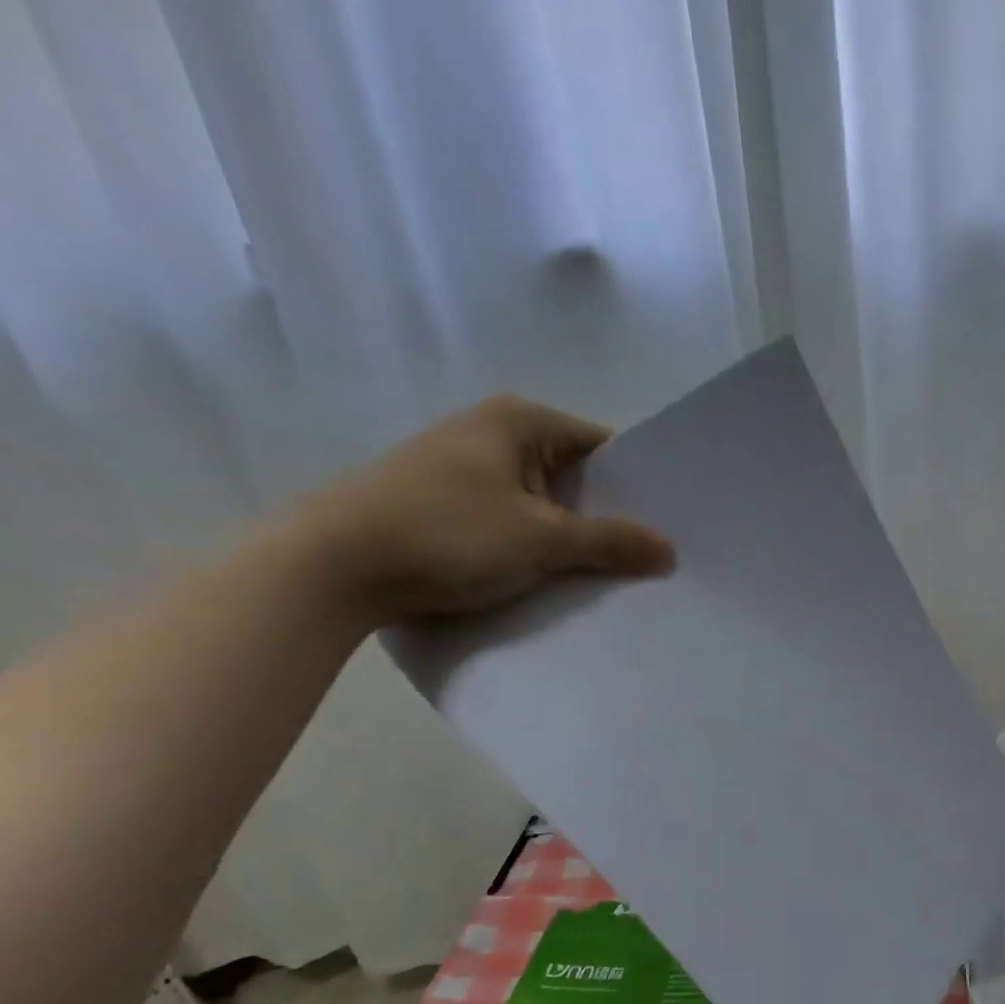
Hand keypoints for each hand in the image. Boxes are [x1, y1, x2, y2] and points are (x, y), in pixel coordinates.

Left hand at [295, 394, 673, 622]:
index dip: (637, 484)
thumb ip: (610, 541)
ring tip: (613, 577)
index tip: (670, 524)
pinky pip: (510, 526)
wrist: (334, 566)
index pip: (601, 446)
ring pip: (541, 506)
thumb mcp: (541, 539)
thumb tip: (667, 549)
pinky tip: (555, 582)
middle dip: (608, 518)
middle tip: (651, 558)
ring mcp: (463, 472)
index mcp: (519, 421)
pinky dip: (534, 550)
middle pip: (572, 477)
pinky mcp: (443, 508)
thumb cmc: (448, 534)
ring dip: (571, 540)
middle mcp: (491, 435)